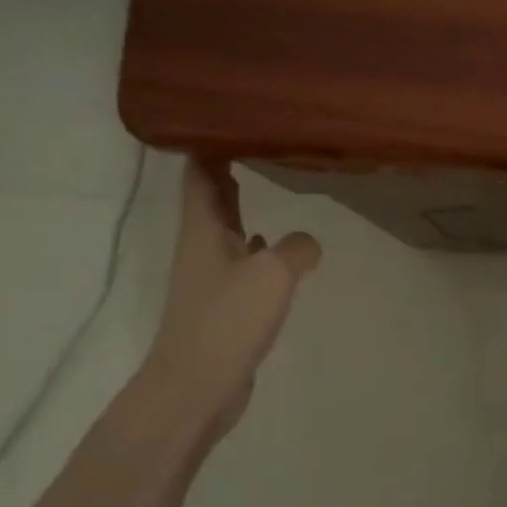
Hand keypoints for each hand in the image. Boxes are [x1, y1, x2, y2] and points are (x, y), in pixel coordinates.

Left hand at [138, 158, 321, 440]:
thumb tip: (309, 243)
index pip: (200, 175)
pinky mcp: (223, 305)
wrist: (197, 386)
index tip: (227, 120)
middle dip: (227, 170)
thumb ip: (297, 248)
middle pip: (211, 199)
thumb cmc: (228, 320)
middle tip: (254, 143)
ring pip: (227, 230)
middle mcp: (202, 248)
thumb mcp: (273, 273)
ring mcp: (211, 278)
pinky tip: (276, 249)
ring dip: (242, 208)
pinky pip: (241, 263)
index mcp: (203, 230)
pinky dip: (257, 248)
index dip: (209, 146)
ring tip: (267, 184)